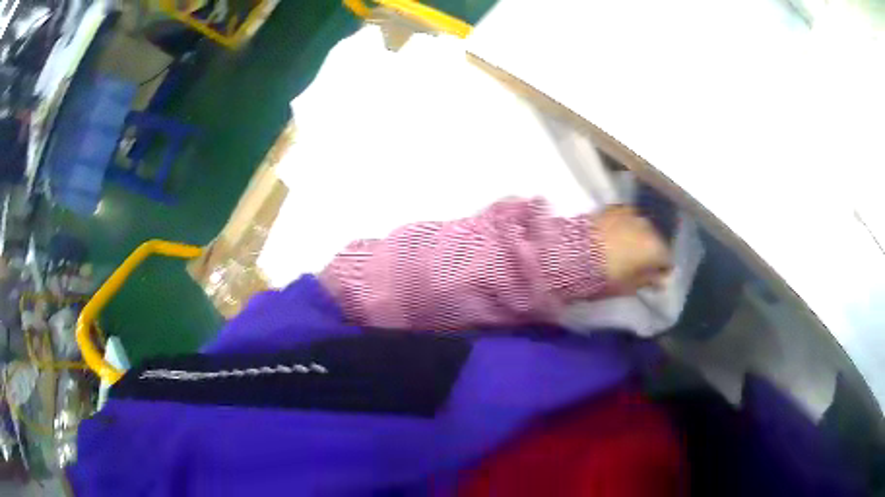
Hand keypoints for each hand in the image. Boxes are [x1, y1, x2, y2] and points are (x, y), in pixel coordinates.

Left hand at [594, 206, 671, 294]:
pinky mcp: (613, 207)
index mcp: (656, 248)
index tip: (652, 278)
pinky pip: (625, 217)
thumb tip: (658, 280)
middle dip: (650, 251)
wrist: (573, 253)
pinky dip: (624, 225)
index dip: (661, 270)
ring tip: (625, 248)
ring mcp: (631, 213)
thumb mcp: (629, 286)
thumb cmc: (605, 276)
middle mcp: (648, 226)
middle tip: (638, 263)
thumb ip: (647, 281)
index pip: (667, 260)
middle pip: (655, 240)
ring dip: (637, 236)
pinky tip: (615, 234)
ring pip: (641, 226)